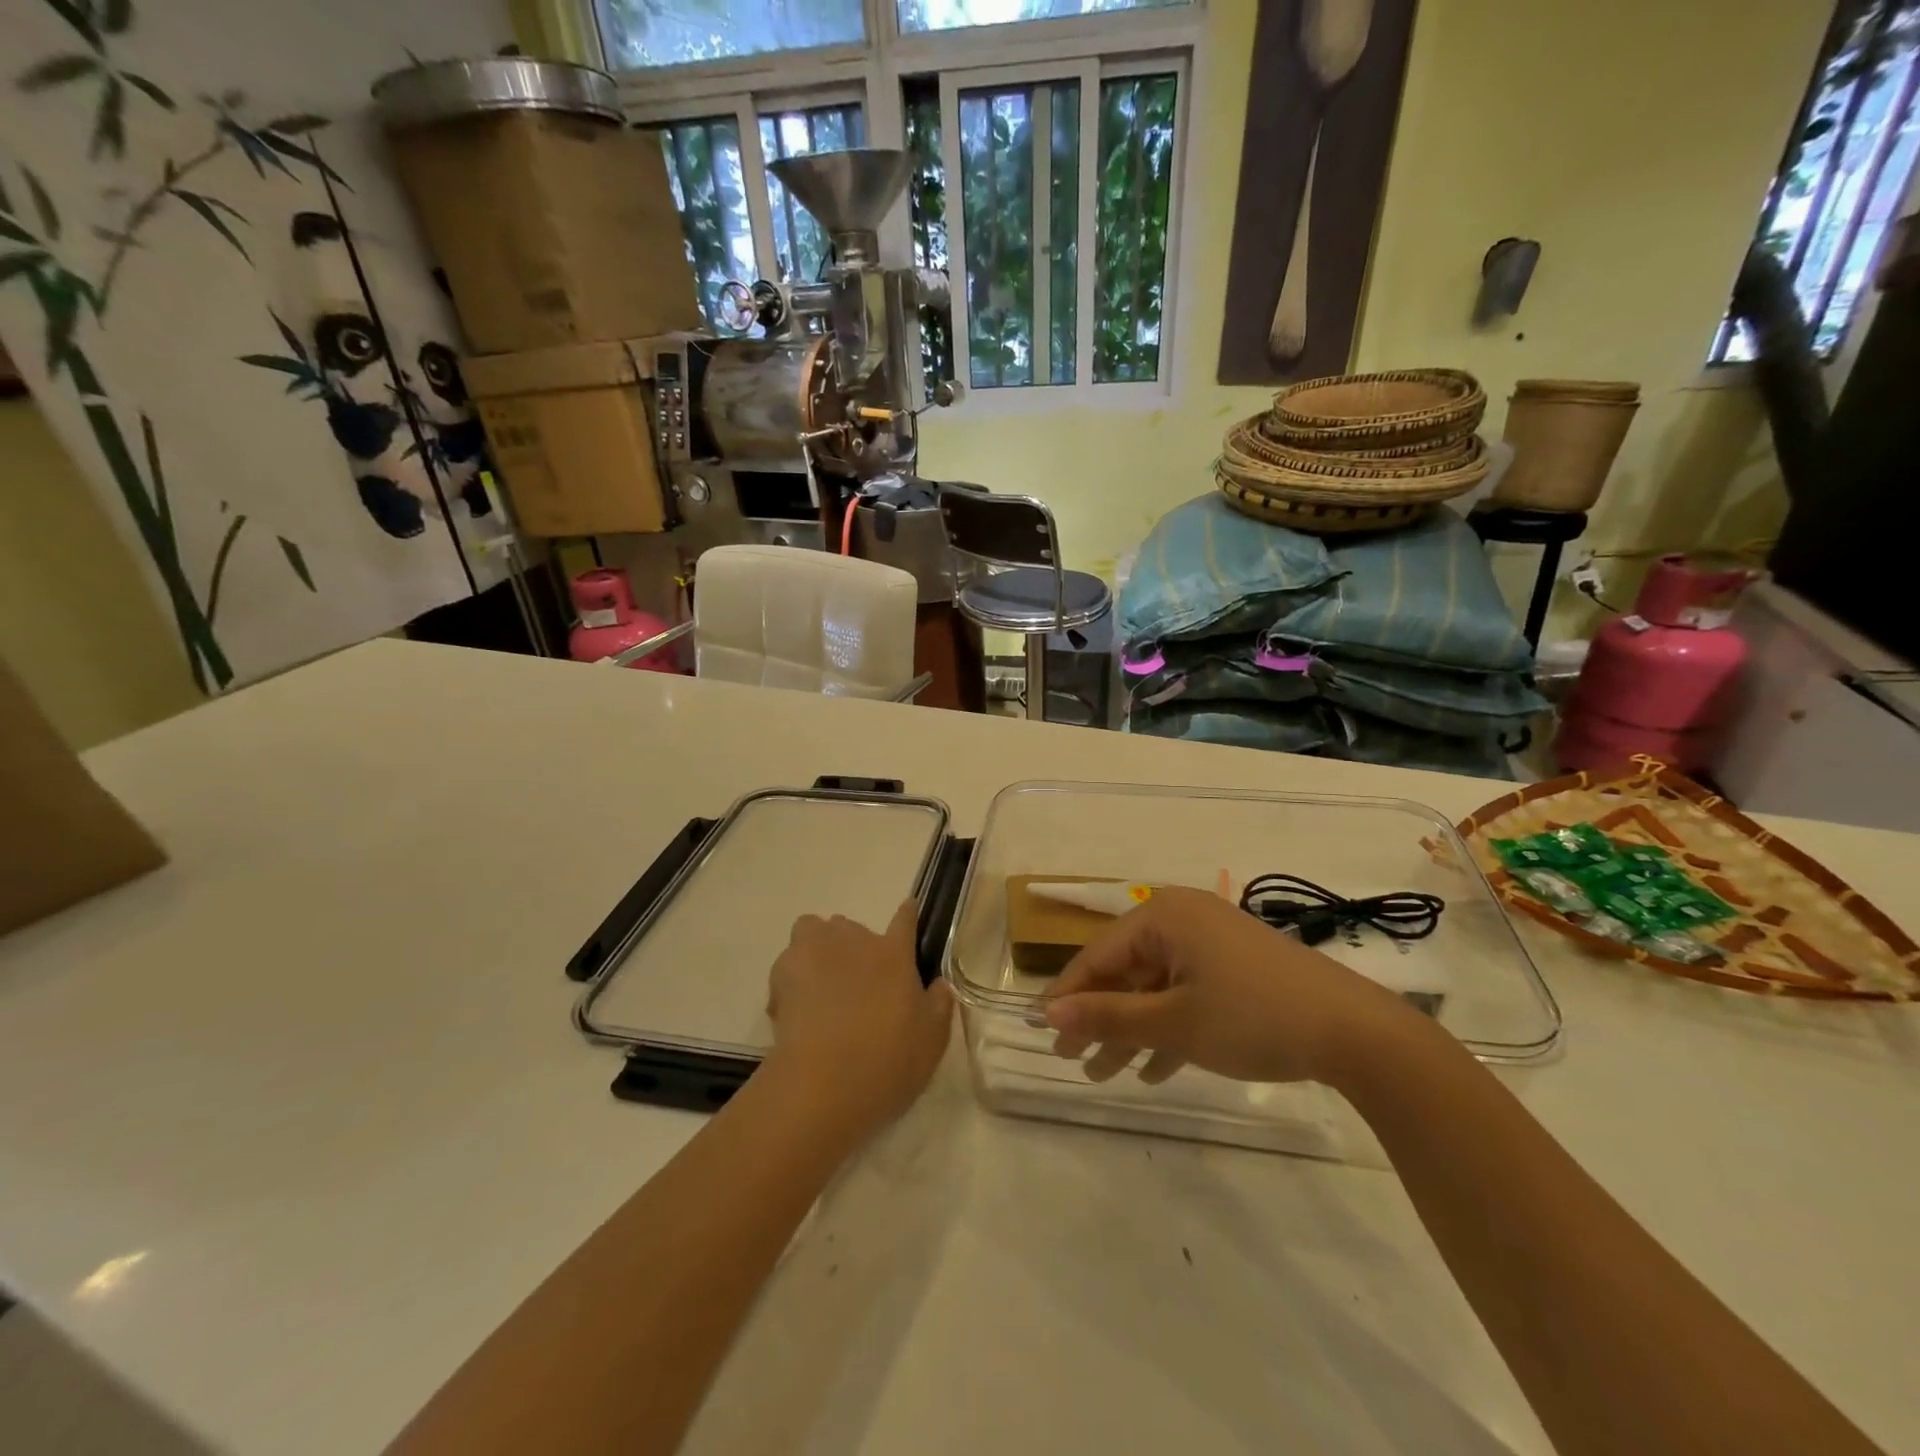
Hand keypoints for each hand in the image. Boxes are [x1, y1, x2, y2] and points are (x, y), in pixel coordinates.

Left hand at [764, 899, 953, 1136]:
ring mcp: (814, 953)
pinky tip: (797, 1007)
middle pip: (851, 927)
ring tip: (820, 984)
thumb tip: (938, 985)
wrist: (822, 1084)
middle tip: (856, 984)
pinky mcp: (781, 974)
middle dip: (853, 947)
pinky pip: (788, 963)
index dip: (907, 915)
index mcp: (894, 954)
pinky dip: (792, 977)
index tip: (908, 911)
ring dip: (818, 949)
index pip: (905, 920)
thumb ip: (937, 1006)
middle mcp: (854, 941)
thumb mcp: (931, 1041)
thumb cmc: (887, 1062)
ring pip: (813, 931)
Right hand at [1044, 887, 1412, 1086]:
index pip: (1099, 954)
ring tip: (1103, 1074)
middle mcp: (1184, 919)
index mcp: (1163, 916)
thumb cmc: (1251, 1017)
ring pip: (1156, 987)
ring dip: (1131, 1030)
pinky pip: (1187, 993)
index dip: (1068, 994)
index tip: (1039, 1029)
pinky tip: (1153, 1070)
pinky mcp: (1237, 968)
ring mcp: (1213, 943)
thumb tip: (1049, 1015)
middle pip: (1126, 970)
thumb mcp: (1172, 1022)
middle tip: (1070, 1060)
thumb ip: (1108, 1016)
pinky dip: (1168, 1028)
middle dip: (1100, 1018)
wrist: (1356, 1032)